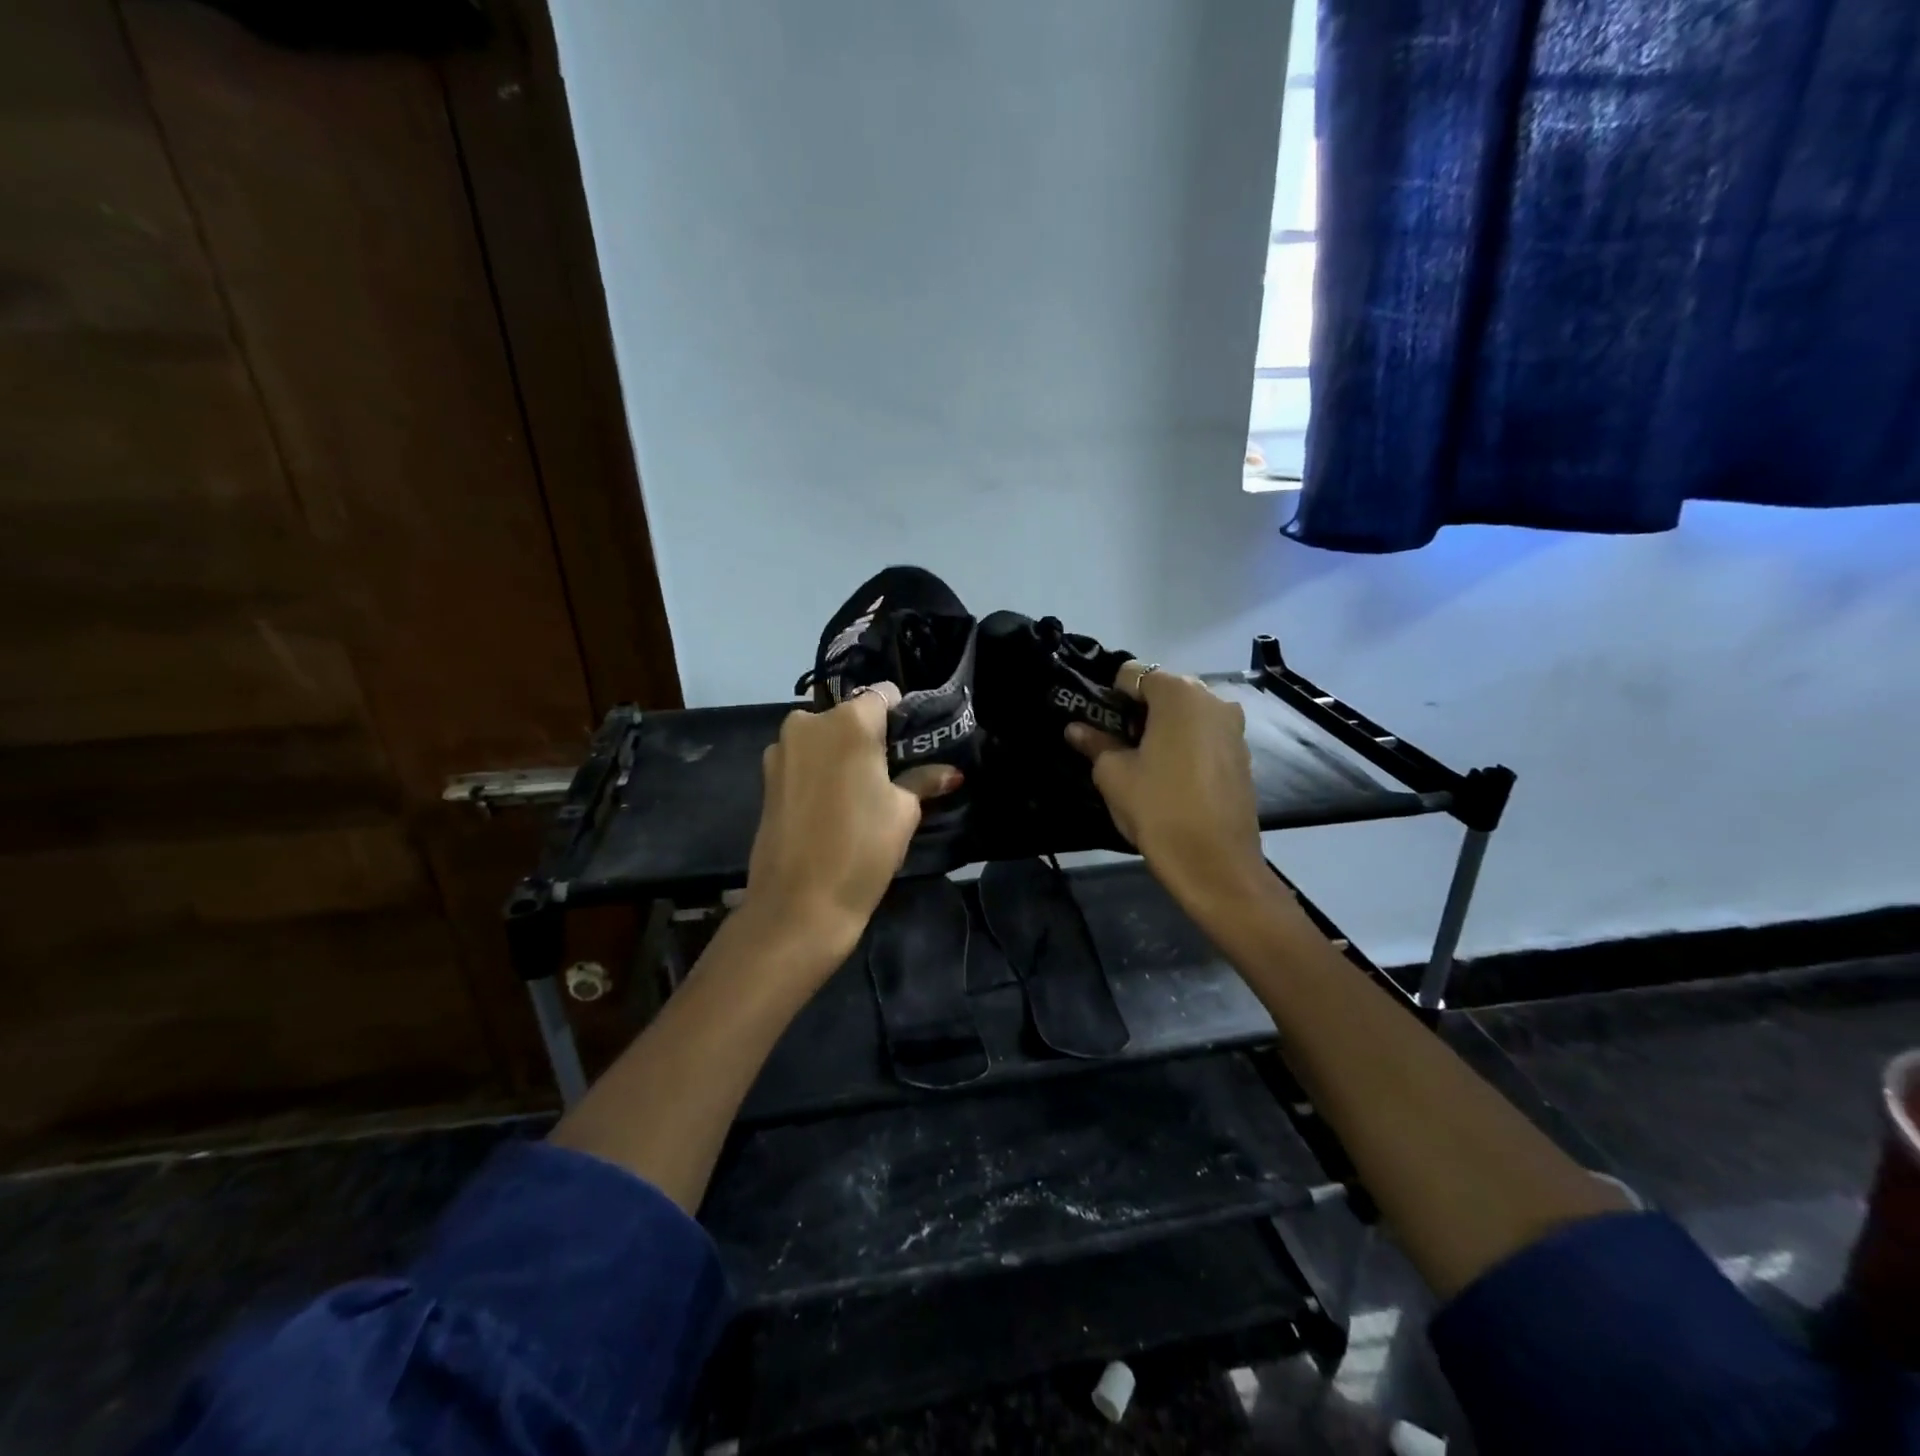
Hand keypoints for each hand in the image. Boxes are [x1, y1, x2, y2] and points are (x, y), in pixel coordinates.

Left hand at [744, 684, 958, 964]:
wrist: (798, 904)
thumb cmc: (861, 849)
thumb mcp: (903, 812)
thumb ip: (924, 780)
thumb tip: (952, 773)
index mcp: (848, 721)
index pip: (884, 695)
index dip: (903, 716)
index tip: (916, 744)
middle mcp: (809, 722)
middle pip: (851, 715)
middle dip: (872, 736)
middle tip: (893, 771)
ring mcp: (782, 748)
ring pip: (825, 737)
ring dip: (844, 753)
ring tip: (864, 791)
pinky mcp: (767, 776)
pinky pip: (805, 759)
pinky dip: (822, 770)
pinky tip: (835, 803)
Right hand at [1066, 667, 1266, 909]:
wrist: (1214, 863)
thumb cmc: (1157, 808)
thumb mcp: (1113, 774)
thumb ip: (1095, 743)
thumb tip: (1076, 729)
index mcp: (1178, 693)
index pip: (1131, 674)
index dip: (1109, 697)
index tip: (1098, 726)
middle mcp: (1212, 698)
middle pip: (1163, 690)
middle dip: (1137, 711)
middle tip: (1118, 745)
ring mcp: (1233, 726)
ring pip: (1186, 714)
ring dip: (1162, 728)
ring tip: (1145, 764)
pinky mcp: (1242, 753)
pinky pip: (1205, 735)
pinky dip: (1185, 745)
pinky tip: (1172, 778)